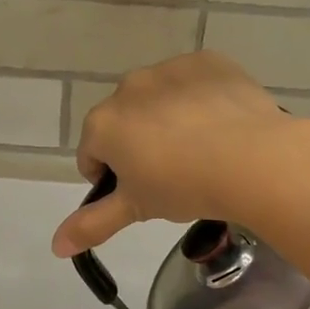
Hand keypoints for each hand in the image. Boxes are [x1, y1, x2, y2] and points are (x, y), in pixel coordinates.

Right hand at [51, 52, 305, 255]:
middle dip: (138, 145)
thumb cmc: (184, 187)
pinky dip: (200, 99)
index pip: (92, 155)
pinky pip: (194, 82)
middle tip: (173, 174)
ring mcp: (168, 69)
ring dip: (168, 120)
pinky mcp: (207, 61)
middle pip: (124, 122)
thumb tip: (56, 247)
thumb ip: (92, 224)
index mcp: (102, 124)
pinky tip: (221, 125)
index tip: (140, 194)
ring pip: (158, 99)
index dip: (111, 179)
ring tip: (202, 150)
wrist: (252, 158)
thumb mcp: (136, 209)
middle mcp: (128, 87)